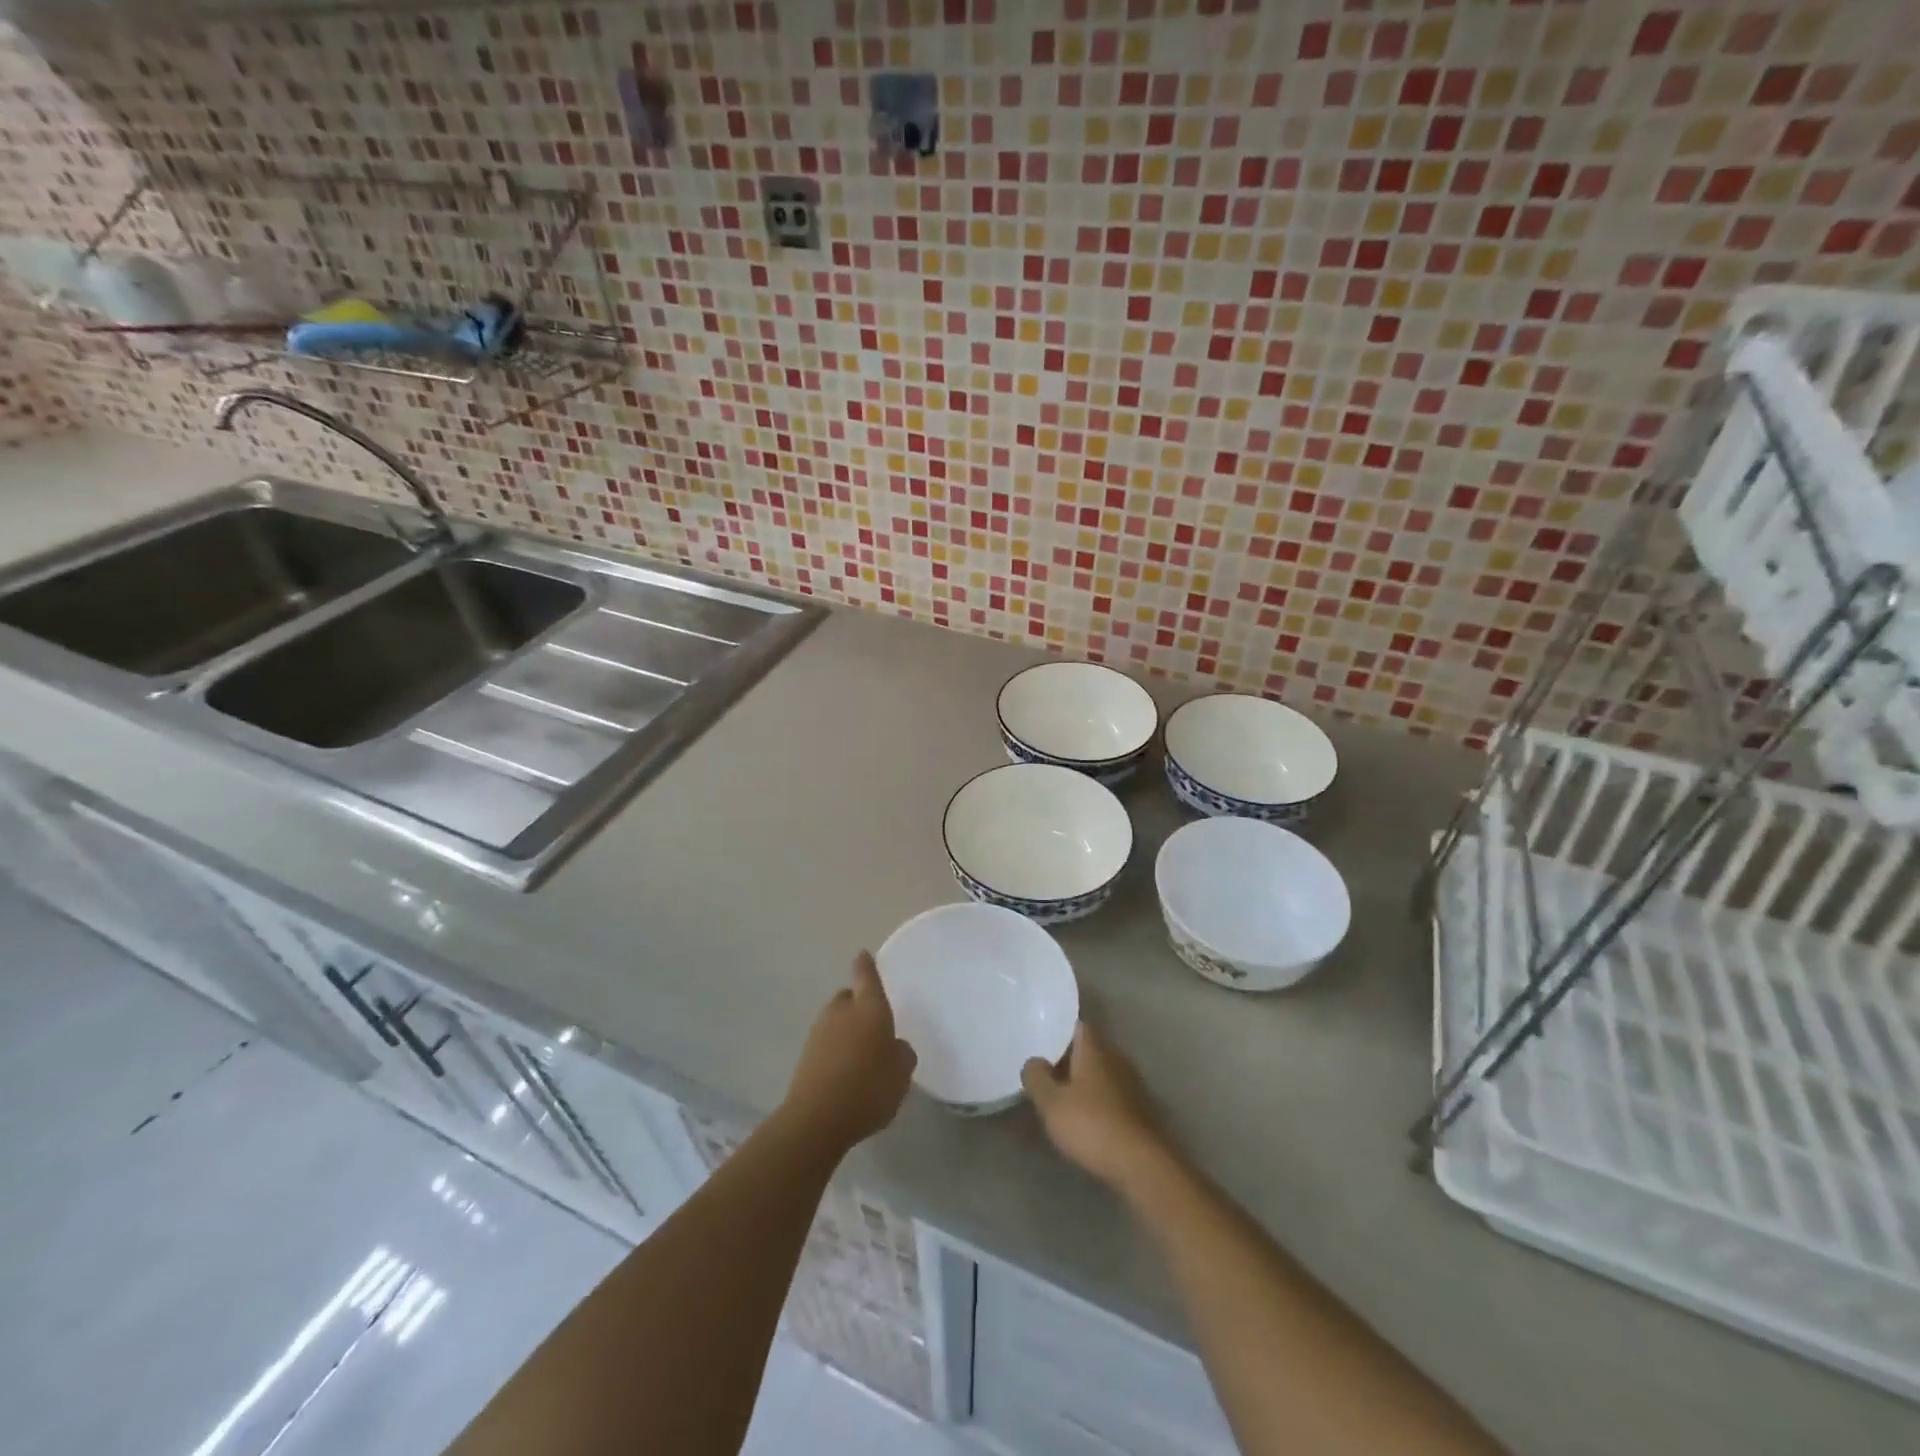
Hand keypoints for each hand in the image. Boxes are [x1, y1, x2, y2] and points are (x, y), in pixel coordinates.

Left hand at [781, 952, 916, 1154]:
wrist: (817, 1118)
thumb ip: (902, 1053)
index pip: (866, 975)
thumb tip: (894, 1046)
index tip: (863, 955)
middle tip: (873, 1024)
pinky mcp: (805, 1055)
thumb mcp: (901, 1073)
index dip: (866, 964)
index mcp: (869, 1007)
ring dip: (845, 1029)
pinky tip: (845, 1071)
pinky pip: (826, 1043)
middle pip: (848, 997)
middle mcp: (842, 1011)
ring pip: (835, 1020)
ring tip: (860, 1053)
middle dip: (858, 1004)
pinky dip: (835, 1049)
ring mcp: (819, 1031)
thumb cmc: (869, 1087)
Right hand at [1023, 1021, 1172, 1194]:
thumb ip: (1037, 1077)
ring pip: (1102, 1073)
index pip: (1077, 1026)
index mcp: (1095, 1049)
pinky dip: (1097, 1101)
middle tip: (1045, 1071)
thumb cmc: (1092, 1125)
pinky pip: (1112, 1095)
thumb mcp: (1051, 1103)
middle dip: (1068, 1058)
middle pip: (1089, 1049)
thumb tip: (1034, 1061)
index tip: (1041, 1039)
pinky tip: (1084, 1119)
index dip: (1059, 1030)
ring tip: (1061, 1097)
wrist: (1142, 1165)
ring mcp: (1132, 1084)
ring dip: (1083, 1082)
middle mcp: (1116, 1058)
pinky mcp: (1140, 1110)